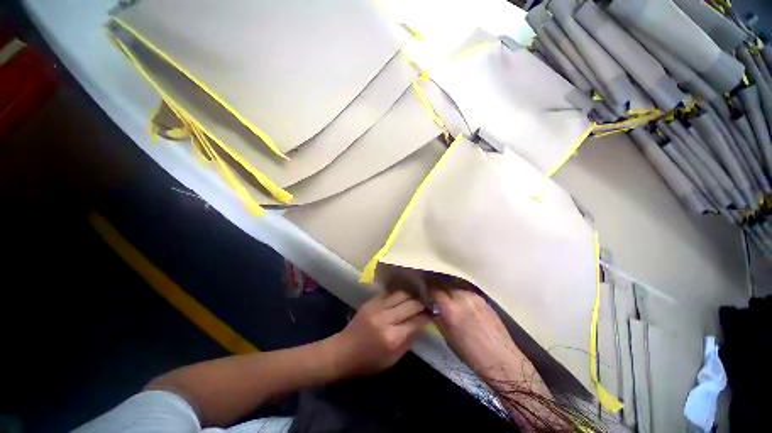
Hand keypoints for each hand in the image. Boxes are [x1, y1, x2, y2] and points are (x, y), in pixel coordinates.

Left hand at [330, 290, 429, 377]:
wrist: (344, 351)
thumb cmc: (370, 361)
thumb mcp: (393, 359)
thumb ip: (409, 339)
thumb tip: (422, 322)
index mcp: (392, 338)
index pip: (416, 321)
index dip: (427, 315)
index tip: (434, 311)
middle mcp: (386, 319)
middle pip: (410, 304)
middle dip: (422, 302)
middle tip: (429, 301)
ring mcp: (377, 307)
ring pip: (401, 294)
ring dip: (411, 294)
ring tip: (418, 294)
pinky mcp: (371, 301)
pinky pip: (390, 293)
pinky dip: (399, 293)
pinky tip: (404, 293)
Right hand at [430, 284, 521, 379]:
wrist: (501, 359)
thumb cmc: (470, 353)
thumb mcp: (447, 337)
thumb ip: (438, 317)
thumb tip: (432, 306)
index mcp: (451, 309)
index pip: (434, 289)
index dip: (428, 288)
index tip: (424, 289)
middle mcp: (462, 297)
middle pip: (445, 284)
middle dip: (438, 286)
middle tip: (434, 292)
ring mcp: (475, 296)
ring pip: (456, 286)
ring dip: (450, 289)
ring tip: (448, 296)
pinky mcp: (484, 299)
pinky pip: (467, 291)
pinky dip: (461, 293)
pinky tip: (461, 301)